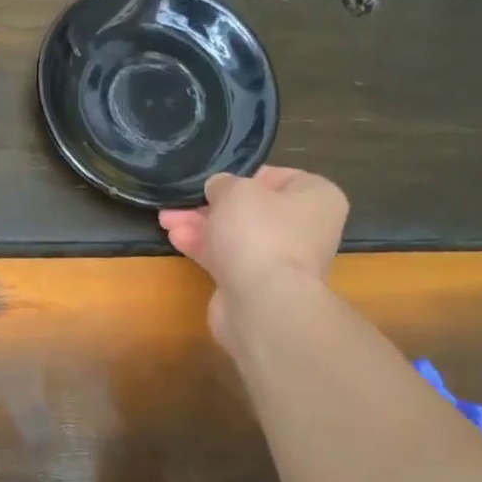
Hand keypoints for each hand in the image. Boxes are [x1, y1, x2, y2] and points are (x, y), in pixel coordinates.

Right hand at [158, 167, 348, 348]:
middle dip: (210, 206)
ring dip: (200, 226)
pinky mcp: (253, 284)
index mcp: (315, 197)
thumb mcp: (237, 191)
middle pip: (250, 209)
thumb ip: (223, 184)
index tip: (213, 181)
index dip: (241, 177)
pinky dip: (203, 247)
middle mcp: (302, 228)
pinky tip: (175, 238)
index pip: (277, 178)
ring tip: (166, 219)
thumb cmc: (260, 234)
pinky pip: (226, 259)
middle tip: (179, 202)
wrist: (263, 303)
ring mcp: (278, 259)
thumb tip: (219, 187)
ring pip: (234, 235)